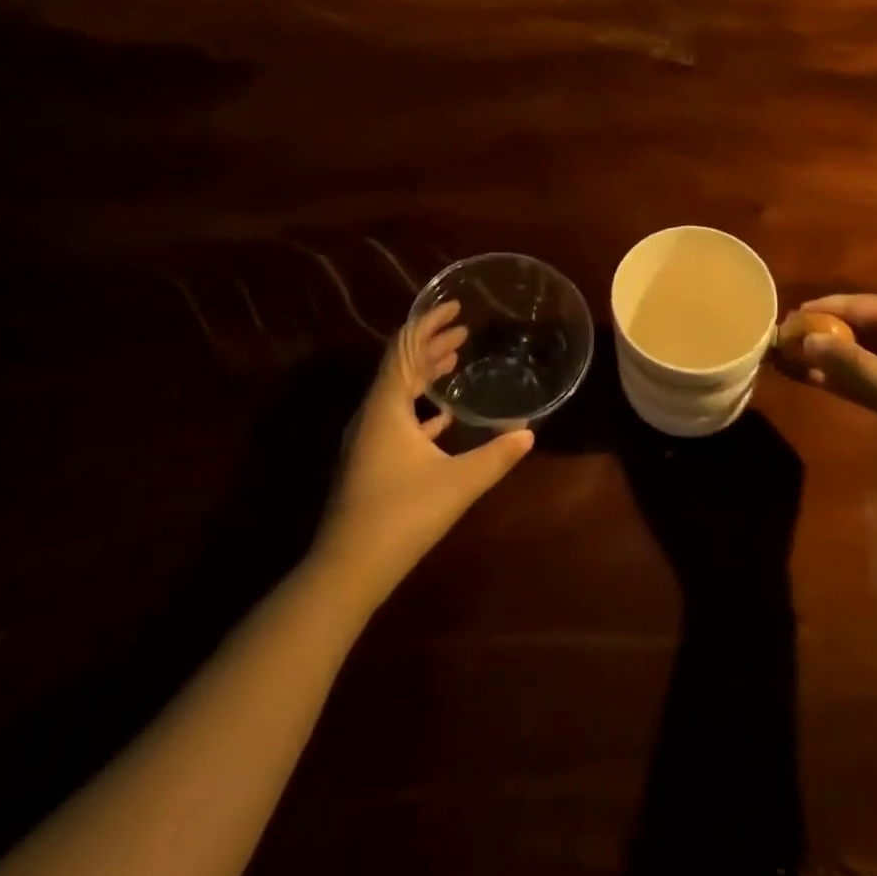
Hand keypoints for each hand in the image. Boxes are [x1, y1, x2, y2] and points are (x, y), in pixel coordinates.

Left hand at [312, 300, 533, 603]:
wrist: (347, 570)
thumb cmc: (402, 515)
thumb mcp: (458, 483)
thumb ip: (496, 456)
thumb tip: (529, 433)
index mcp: (386, 406)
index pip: (405, 348)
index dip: (429, 323)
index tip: (454, 306)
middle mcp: (373, 414)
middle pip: (401, 366)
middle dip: (431, 344)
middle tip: (463, 330)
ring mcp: (368, 439)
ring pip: (398, 392)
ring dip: (425, 373)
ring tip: (454, 360)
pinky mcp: (371, 462)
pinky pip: (397, 418)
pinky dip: (420, 407)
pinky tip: (442, 417)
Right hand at [787, 294, 876, 541]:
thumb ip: (854, 364)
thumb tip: (807, 339)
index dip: (841, 307)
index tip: (802, 310)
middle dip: (836, 332)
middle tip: (793, 331)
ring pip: (874, 360)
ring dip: (837, 357)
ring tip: (795, 353)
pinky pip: (875, 385)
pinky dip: (847, 381)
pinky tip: (813, 378)